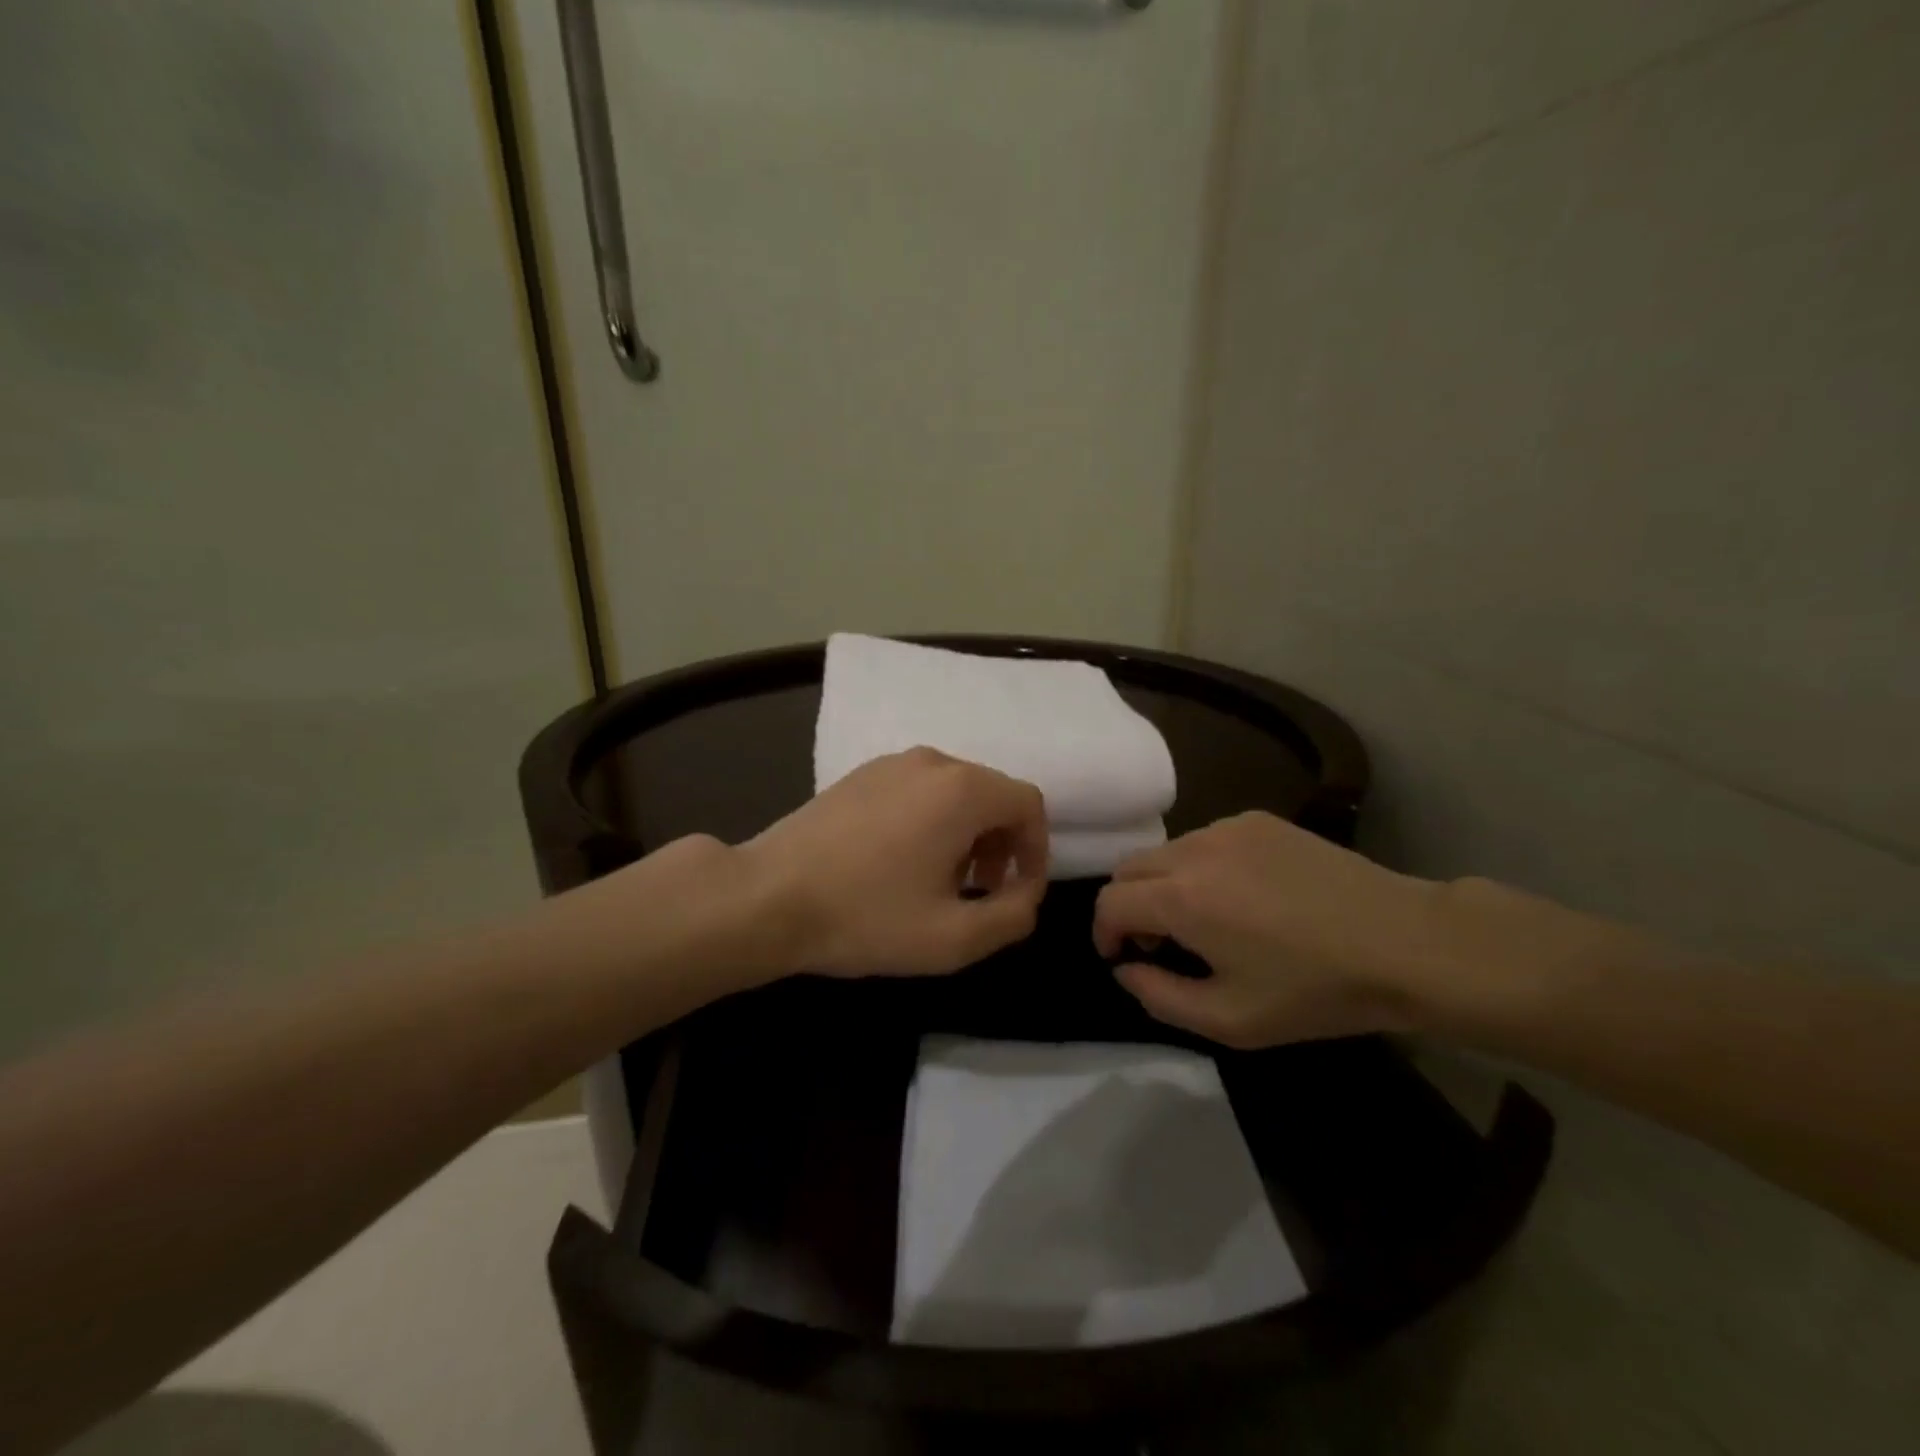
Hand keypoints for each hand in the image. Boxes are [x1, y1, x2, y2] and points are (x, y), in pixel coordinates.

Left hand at [744, 747, 1048, 977]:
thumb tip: (1027, 894)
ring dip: (965, 835)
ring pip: (954, 792)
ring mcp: (891, 763)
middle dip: (1000, 844)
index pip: (1028, 804)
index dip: (1036, 850)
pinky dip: (931, 821)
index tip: (1018, 892)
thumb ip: (1012, 916)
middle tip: (979, 892)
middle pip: (992, 795)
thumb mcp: (953, 937)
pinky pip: (918, 790)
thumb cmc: (866, 917)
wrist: (766, 897)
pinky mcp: (860, 774)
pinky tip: (899, 863)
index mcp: (961, 790)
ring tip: (939, 882)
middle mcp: (932, 762)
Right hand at [1092, 812, 1444, 1047]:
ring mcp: (1228, 828)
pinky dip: (1200, 866)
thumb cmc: (1314, 990)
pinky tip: (1241, 896)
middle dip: (1128, 905)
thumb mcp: (1230, 1020)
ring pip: (1166, 851)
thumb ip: (1158, 997)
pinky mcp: (1258, 820)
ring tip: (1201, 919)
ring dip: (1163, 884)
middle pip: (1129, 867)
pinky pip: (1205, 840)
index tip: (1121, 957)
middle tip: (1158, 943)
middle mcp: (1194, 850)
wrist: (1403, 942)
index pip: (1109, 901)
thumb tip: (1126, 969)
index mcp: (1181, 898)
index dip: (1104, 932)